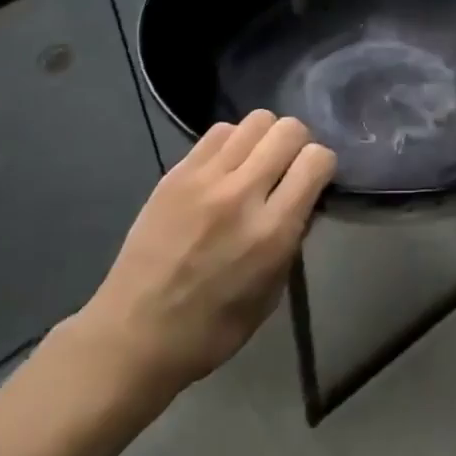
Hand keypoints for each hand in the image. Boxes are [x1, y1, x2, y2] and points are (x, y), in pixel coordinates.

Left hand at [67, 110, 335, 397]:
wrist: (132, 335)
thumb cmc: (210, 329)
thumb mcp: (270, 294)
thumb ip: (291, 239)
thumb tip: (303, 200)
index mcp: (271, 232)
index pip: (316, 160)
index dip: (323, 165)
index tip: (315, 181)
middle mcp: (241, 194)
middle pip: (289, 129)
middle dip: (299, 144)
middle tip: (288, 168)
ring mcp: (205, 178)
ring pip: (256, 120)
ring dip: (266, 138)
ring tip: (256, 163)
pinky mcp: (177, 172)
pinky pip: (219, 131)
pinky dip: (233, 141)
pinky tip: (226, 166)